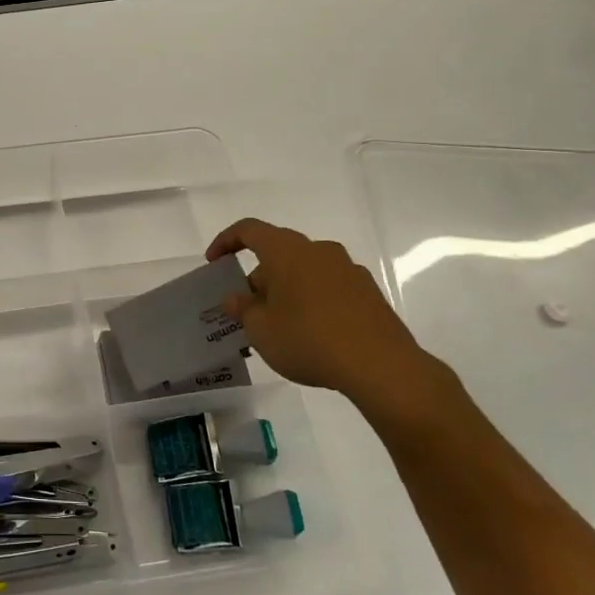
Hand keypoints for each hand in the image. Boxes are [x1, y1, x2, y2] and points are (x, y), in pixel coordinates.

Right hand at [207, 218, 452, 417]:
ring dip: (286, 290)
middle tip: (247, 309)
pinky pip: (328, 287)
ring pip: (305, 271)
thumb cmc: (308, 339)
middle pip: (279, 253)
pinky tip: (310, 334)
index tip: (214, 262)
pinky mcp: (368, 292)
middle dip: (259, 277)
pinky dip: (312, 301)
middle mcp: (319, 250)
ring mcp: (348, 269)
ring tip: (278, 326)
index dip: (226, 241)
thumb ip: (243, 309)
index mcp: (287, 251)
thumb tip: (236, 297)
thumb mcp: (261, 330)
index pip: (249, 230)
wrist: (380, 365)